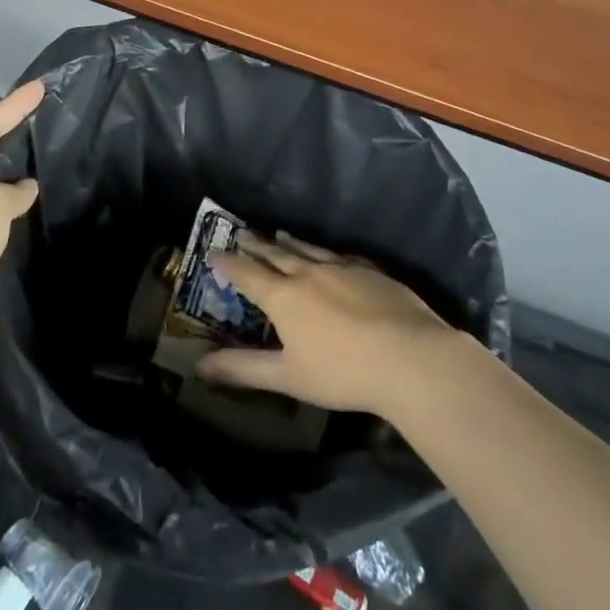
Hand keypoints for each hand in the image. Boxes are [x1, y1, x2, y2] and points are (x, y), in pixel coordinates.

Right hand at [196, 232, 463, 415]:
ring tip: (279, 233)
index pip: (247, 273)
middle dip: (256, 244)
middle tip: (241, 232)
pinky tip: (330, 254)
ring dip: (290, 241)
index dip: (228, 263)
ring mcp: (342, 268)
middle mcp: (308, 273)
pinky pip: (339, 255)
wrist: (410, 357)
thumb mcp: (287, 377)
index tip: (213, 252)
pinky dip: (325, 251)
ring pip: (308, 249)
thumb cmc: (342, 372)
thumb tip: (199, 365)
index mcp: (283, 296)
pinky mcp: (371, 271)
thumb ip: (243, 369)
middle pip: (275, 253)